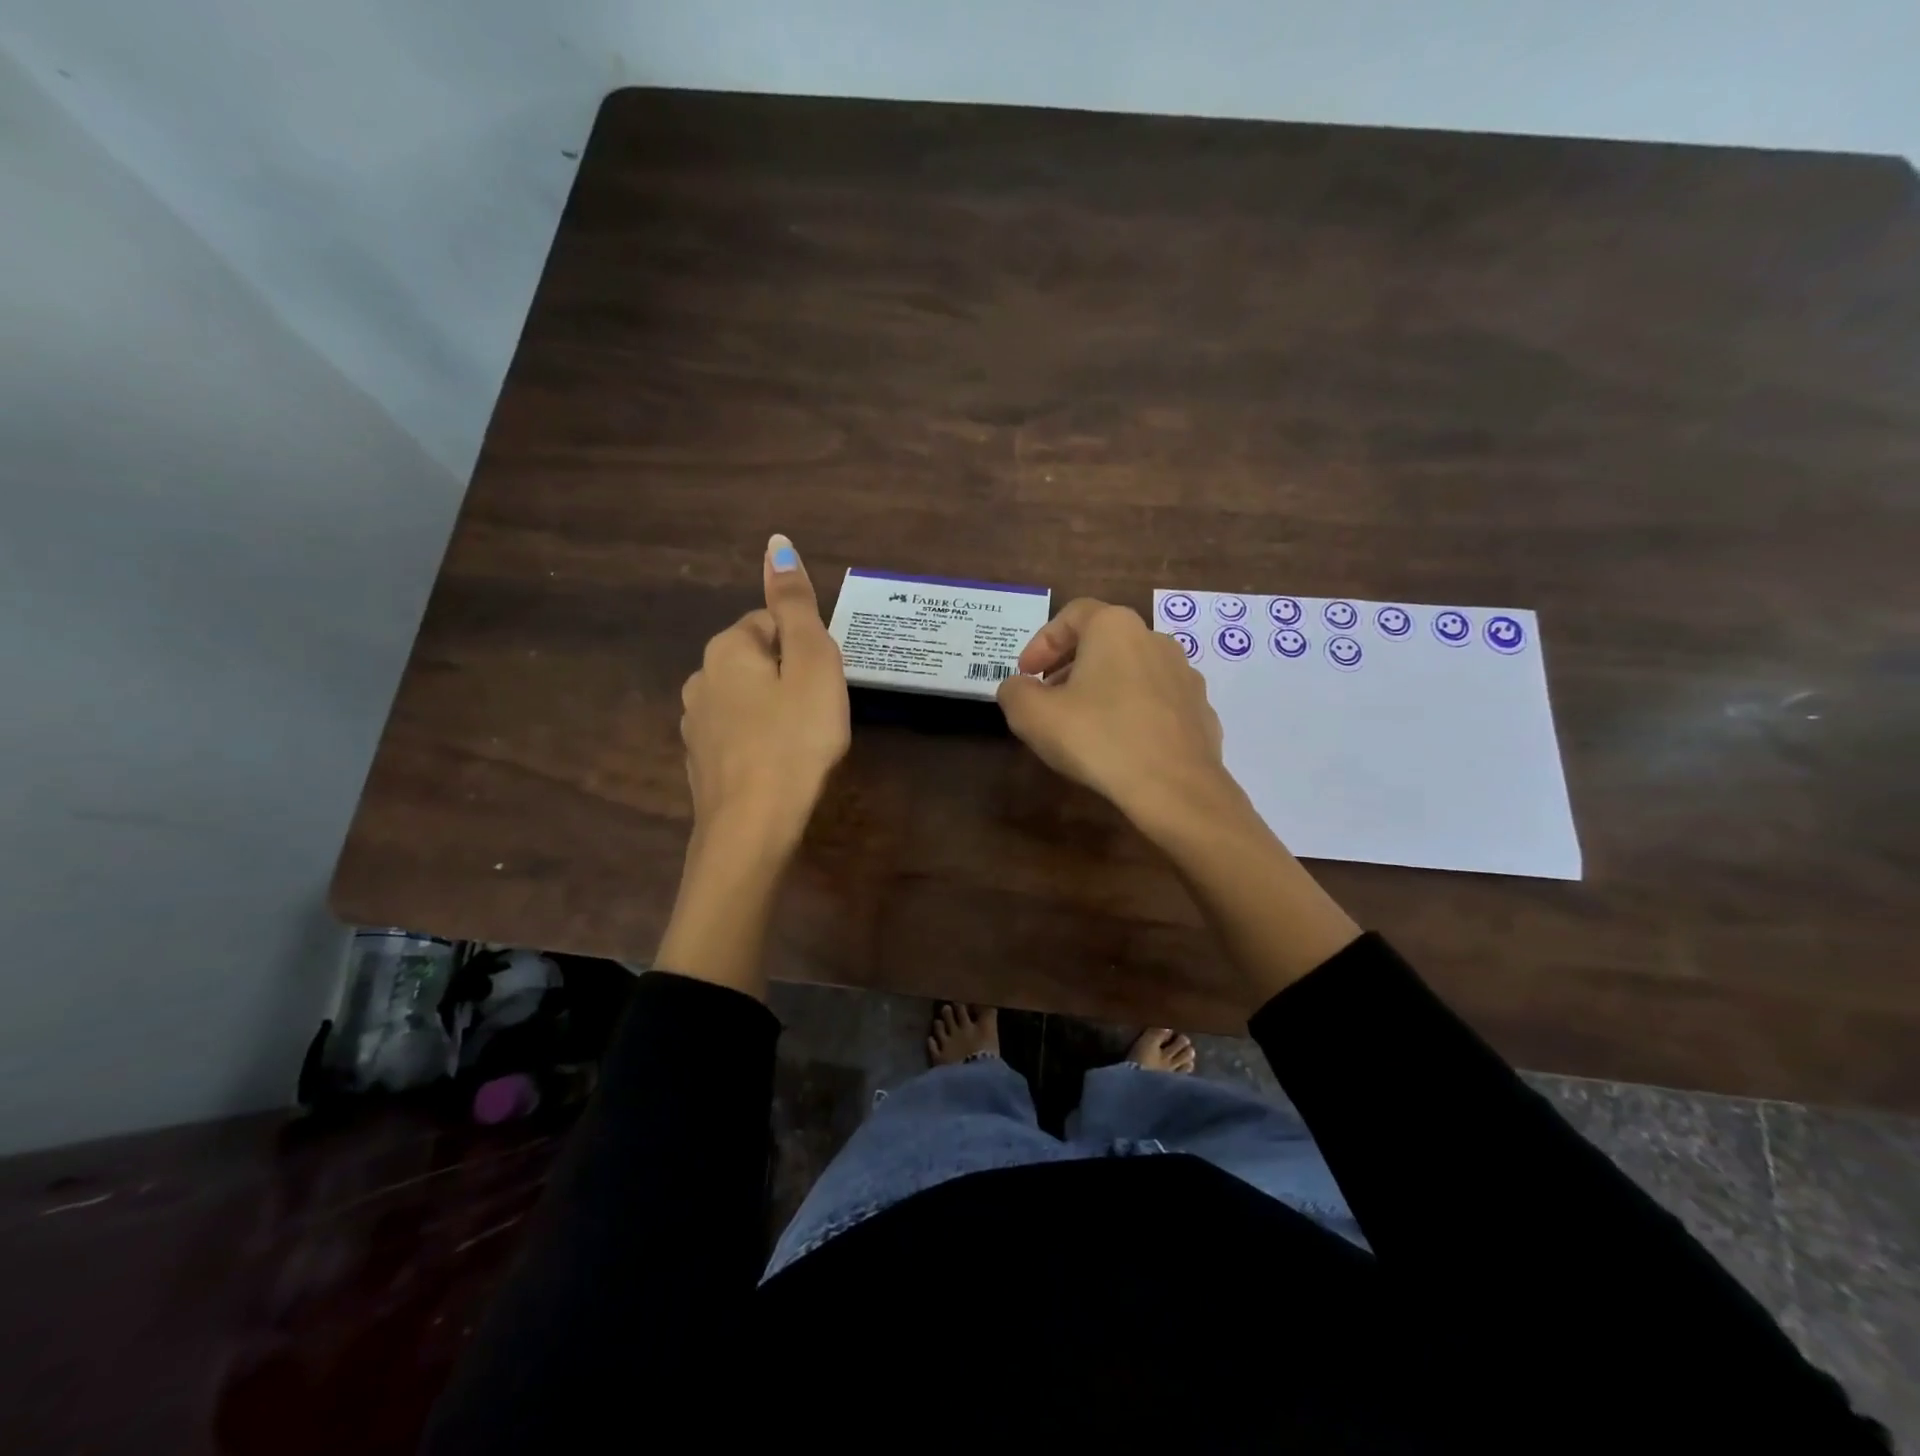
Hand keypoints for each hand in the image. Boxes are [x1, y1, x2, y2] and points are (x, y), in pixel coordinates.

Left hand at [678, 534, 849, 852]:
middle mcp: (700, 679)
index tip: (824, 683)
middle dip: (789, 678)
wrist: (752, 827)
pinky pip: (737, 735)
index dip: (806, 649)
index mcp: (726, 649)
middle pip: (756, 661)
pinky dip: (758, 741)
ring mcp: (694, 724)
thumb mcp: (812, 665)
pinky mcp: (701, 762)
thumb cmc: (795, 740)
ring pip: (745, 700)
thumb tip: (777, 543)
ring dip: (773, 710)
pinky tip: (777, 766)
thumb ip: (796, 605)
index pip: (770, 623)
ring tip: (801, 743)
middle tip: (819, 713)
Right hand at [996, 598, 1237, 833]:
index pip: (1073, 614)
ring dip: (1103, 689)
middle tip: (1048, 699)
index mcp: (1115, 628)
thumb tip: (1018, 688)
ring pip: (1132, 671)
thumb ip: (1014, 692)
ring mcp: (1184, 676)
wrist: (1175, 788)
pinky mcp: (1200, 711)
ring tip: (1083, 724)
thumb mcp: (1032, 715)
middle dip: (1070, 666)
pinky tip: (1120, 745)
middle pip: (1104, 642)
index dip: (1042, 642)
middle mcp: (1155, 640)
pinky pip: (1156, 702)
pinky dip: (1133, 713)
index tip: (1026, 674)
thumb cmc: (1098, 739)